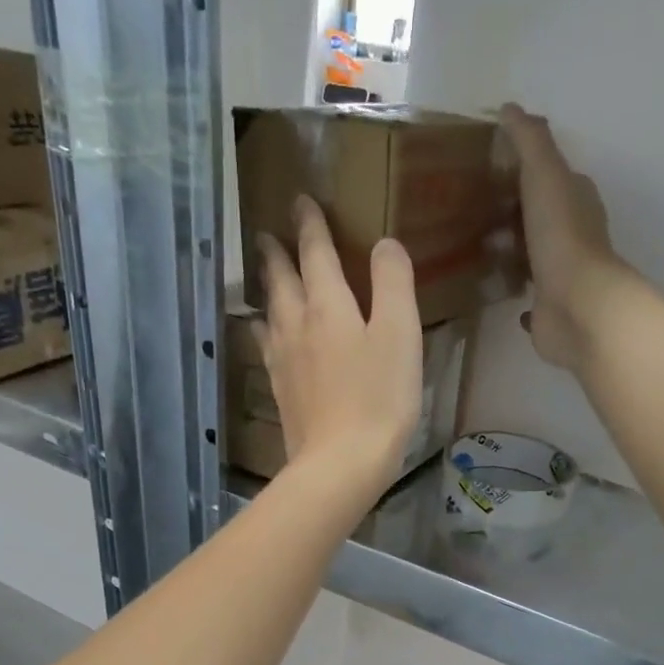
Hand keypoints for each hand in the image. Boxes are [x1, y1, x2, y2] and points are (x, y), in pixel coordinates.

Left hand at [256, 196, 422, 499]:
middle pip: (282, 280)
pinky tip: (264, 333)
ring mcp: (284, 362)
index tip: (301, 201)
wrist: (340, 463)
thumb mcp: (400, 334)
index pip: (316, 253)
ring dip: (267, 289)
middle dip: (277, 253)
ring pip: (270, 312)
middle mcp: (297, 326)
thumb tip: (384, 244)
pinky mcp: (281, 393)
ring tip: (264, 277)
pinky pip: (267, 348)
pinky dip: (264, 330)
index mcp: (328, 306)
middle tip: (268, 234)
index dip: (311, 225)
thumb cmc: (378, 398)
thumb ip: (393, 283)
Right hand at [500, 104, 636, 375]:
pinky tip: (496, 286)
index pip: (552, 176)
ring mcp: (561, 275)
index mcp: (577, 200)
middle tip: (472, 210)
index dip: (525, 170)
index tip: (490, 168)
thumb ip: (529, 141)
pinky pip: (529, 295)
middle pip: (541, 216)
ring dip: (512, 251)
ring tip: (476, 247)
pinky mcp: (548, 309)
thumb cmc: (561, 236)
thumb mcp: (544, 174)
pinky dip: (516, 288)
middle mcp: (573, 236)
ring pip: (533, 255)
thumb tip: (509, 109)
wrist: (576, 306)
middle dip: (514, 212)